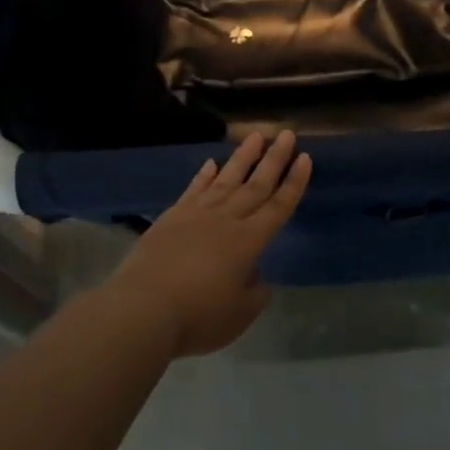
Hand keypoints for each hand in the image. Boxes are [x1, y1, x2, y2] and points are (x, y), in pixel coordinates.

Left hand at [102, 131, 311, 357]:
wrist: (143, 308)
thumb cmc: (198, 316)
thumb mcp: (240, 315)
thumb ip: (255, 292)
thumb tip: (256, 275)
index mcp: (249, 241)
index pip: (278, 206)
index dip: (294, 182)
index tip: (305, 157)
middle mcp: (226, 220)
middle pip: (256, 184)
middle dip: (274, 159)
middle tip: (286, 134)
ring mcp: (197, 214)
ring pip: (226, 179)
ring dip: (243, 157)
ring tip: (255, 136)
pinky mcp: (172, 217)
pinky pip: (194, 189)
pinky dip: (204, 175)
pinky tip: (212, 163)